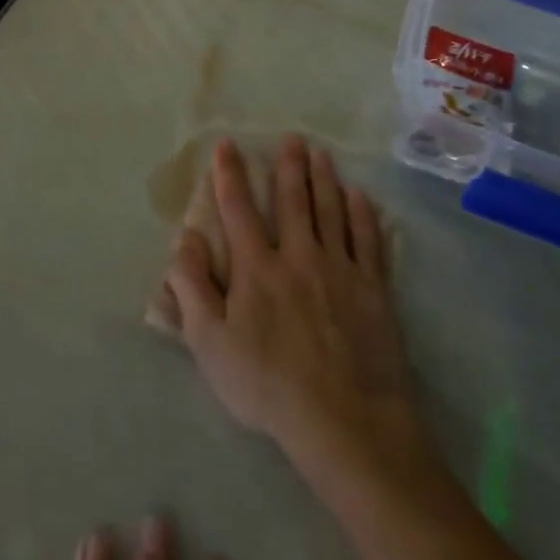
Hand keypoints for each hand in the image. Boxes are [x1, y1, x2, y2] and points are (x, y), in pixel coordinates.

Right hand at [162, 135, 425, 472]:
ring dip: (324, 179)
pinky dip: (363, 215)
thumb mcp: (210, 343)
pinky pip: (368, 241)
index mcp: (256, 268)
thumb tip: (184, 237)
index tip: (227, 145)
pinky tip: (361, 198)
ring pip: (331, 212)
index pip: (238, 209)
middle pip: (292, 201)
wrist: (346, 422)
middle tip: (292, 137)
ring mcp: (341, 270)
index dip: (230, 174)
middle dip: (288, 166)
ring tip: (322, 154)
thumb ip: (192, 286)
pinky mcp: (374, 290)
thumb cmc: (268, 385)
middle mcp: (298, 256)